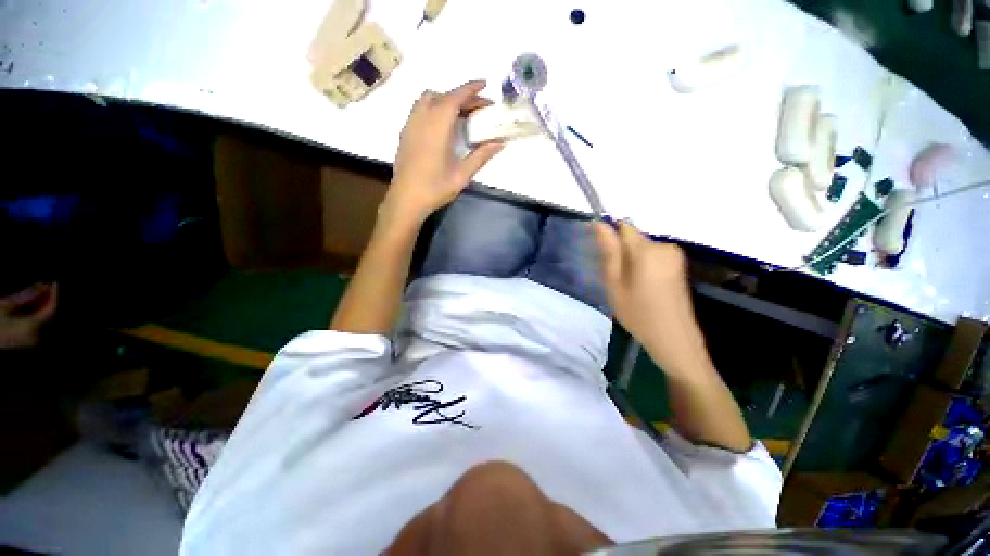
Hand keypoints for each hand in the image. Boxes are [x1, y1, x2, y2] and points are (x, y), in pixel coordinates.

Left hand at [385, 80, 504, 225]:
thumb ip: (481, 156)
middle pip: (443, 95)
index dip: (471, 88)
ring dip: (446, 100)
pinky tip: (442, 126)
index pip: (456, 97)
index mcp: (438, 125)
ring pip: (428, 99)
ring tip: (460, 115)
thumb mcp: (462, 174)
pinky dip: (434, 108)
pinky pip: (420, 109)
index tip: (485, 84)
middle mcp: (422, 117)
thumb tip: (500, 143)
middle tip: (478, 109)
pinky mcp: (405, 132)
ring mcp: (411, 124)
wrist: (406, 199)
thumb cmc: (435, 188)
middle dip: (462, 96)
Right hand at [594, 221, 705, 374]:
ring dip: (631, 261)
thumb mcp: (615, 284)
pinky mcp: (678, 265)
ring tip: (627, 286)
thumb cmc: (638, 313)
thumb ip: (608, 252)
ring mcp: (674, 256)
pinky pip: (652, 256)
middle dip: (620, 253)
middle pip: (633, 238)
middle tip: (614, 279)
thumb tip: (600, 224)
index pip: (623, 227)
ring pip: (642, 248)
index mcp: (647, 249)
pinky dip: (642, 266)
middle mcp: (664, 246)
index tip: (600, 255)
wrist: (674, 339)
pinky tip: (641, 287)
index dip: (609, 236)